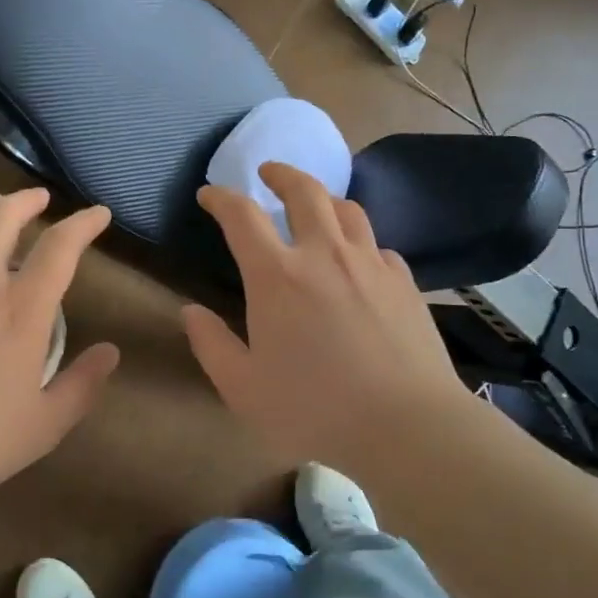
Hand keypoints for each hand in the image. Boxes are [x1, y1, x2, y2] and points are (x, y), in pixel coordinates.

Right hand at [182, 163, 476, 467]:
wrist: (407, 425)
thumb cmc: (314, 409)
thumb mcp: (243, 388)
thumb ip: (211, 345)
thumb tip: (190, 311)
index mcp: (277, 276)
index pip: (241, 215)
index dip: (221, 197)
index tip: (209, 194)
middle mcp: (324, 255)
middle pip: (304, 191)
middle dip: (281, 174)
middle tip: (268, 172)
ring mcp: (370, 264)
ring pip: (347, 210)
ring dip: (324, 198)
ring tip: (315, 205)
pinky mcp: (404, 282)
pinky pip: (378, 246)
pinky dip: (360, 242)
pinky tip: (359, 260)